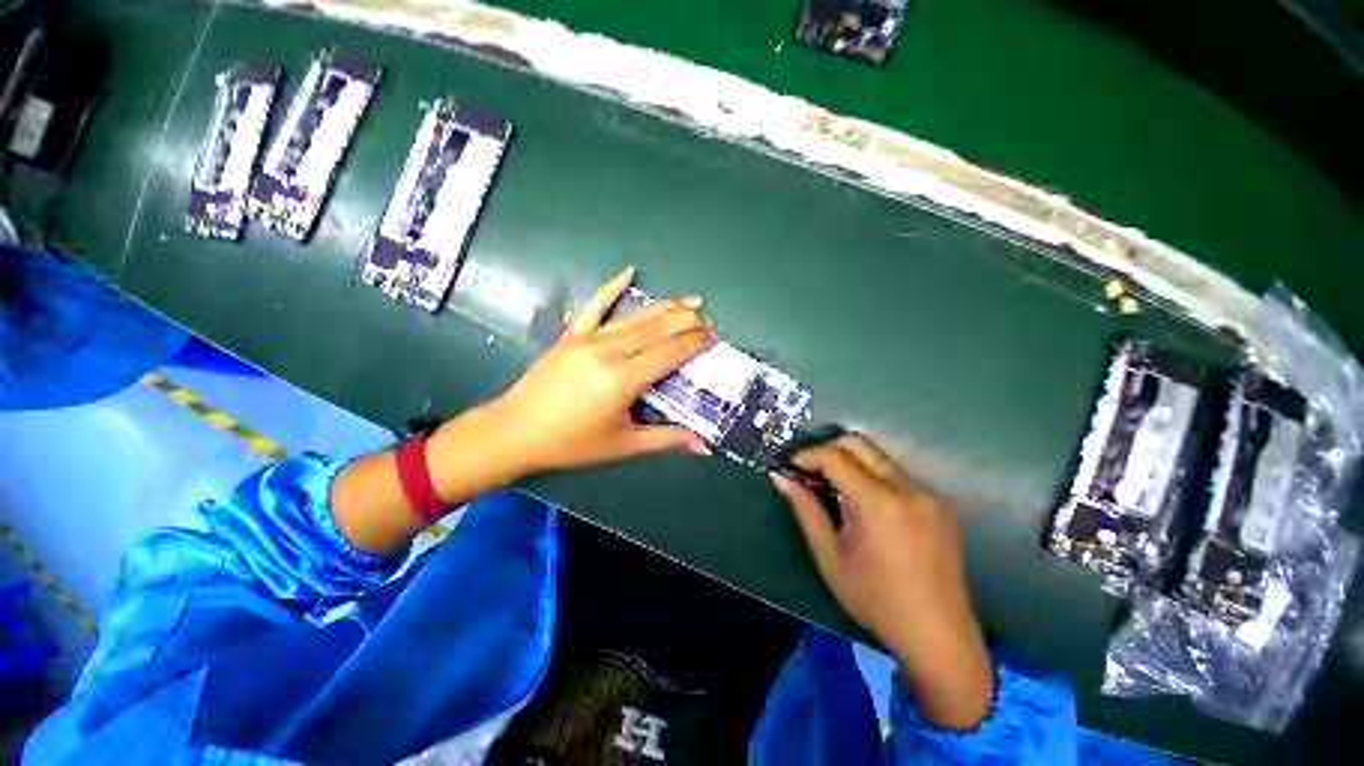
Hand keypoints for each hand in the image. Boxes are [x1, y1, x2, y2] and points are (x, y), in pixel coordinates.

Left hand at [443, 267, 714, 483]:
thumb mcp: (623, 445)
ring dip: (665, 305)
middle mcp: (609, 351)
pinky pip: (595, 304)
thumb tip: (703, 447)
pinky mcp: (572, 334)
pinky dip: (613, 286)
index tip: (714, 337)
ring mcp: (588, 338)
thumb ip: (666, 439)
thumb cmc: (571, 443)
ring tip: (689, 301)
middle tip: (708, 317)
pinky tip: (629, 272)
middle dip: (687, 319)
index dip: (695, 343)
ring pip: (635, 315)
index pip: (670, 353)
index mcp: (623, 379)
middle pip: (657, 327)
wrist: (514, 431)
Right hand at [771, 435, 993, 729]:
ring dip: (850, 462)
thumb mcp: (830, 555)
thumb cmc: (875, 600)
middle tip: (810, 473)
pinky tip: (863, 503)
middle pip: (859, 443)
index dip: (807, 456)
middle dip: (828, 450)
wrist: (938, 636)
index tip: (791, 468)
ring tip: (834, 488)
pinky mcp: (938, 503)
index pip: (835, 456)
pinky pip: (896, 473)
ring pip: (879, 455)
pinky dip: (871, 475)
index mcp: (879, 502)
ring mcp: (928, 493)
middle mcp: (907, 487)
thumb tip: (780, 478)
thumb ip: (805, 509)